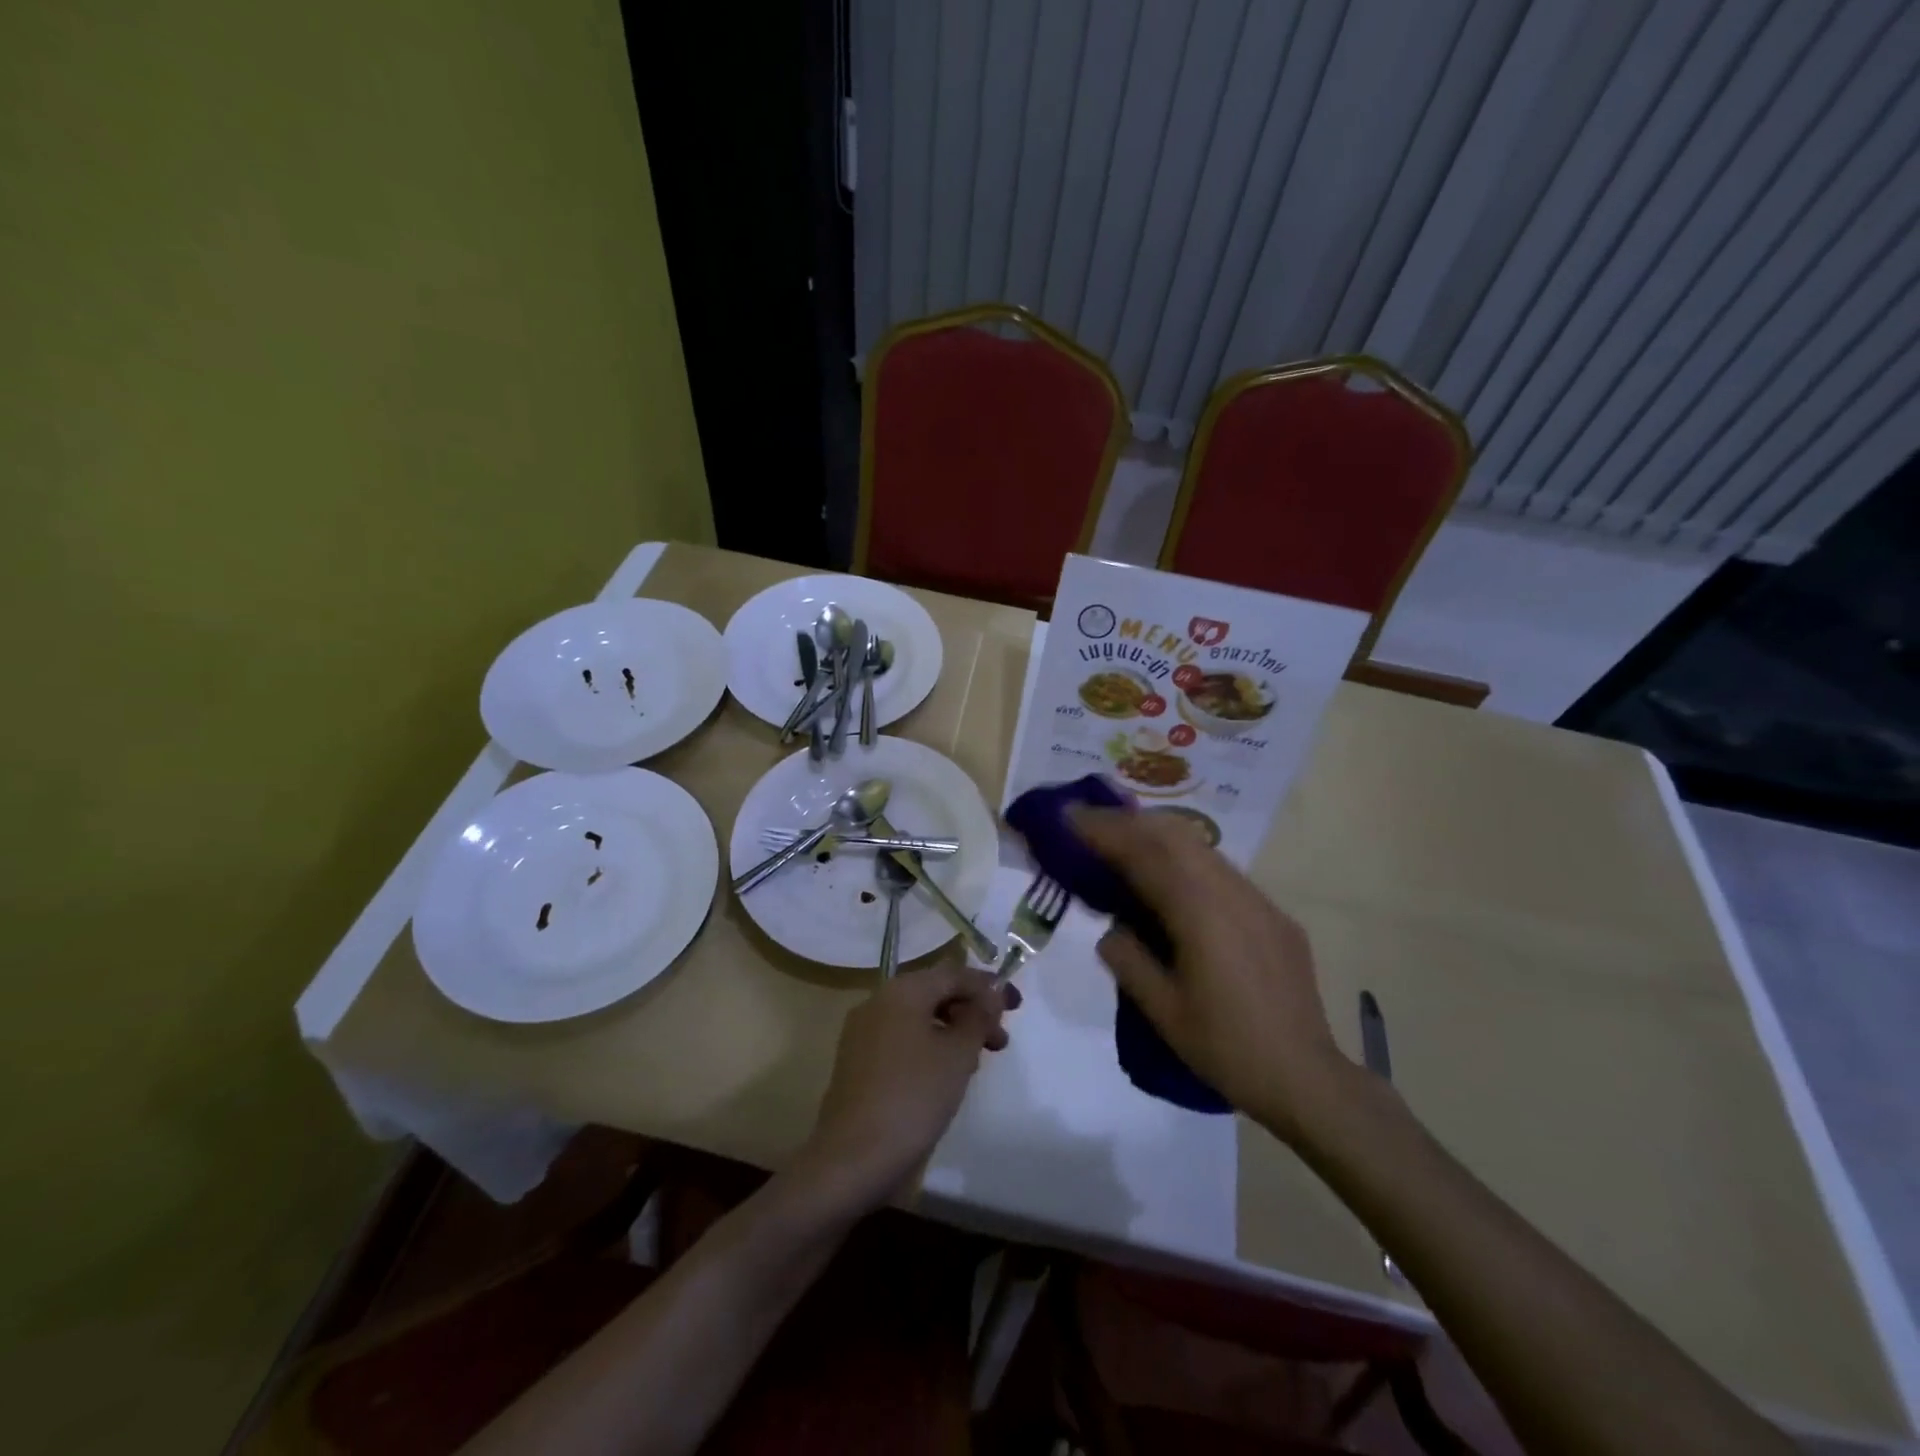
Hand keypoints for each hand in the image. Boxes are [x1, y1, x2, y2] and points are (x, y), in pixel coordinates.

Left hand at [800, 963, 1018, 1208]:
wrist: (852, 1157)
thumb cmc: (913, 1097)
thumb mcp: (958, 1054)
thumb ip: (979, 1017)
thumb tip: (991, 995)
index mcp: (902, 991)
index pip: (953, 974)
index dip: (988, 987)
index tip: (1016, 1007)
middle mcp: (878, 1001)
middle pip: (935, 993)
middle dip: (971, 1011)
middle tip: (1000, 1041)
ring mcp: (863, 1031)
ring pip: (918, 1017)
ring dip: (952, 1031)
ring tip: (975, 1062)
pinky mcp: (857, 1060)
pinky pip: (901, 1038)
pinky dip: (928, 1046)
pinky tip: (944, 1075)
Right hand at [1071, 806, 1353, 1142]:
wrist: (1306, 1078)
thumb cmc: (1226, 1048)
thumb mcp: (1162, 1011)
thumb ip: (1128, 959)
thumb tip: (1111, 928)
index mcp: (1200, 913)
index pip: (1145, 855)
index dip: (1105, 832)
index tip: (1070, 817)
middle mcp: (1232, 893)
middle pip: (1175, 836)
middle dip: (1129, 823)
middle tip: (1091, 823)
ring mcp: (1259, 901)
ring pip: (1202, 848)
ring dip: (1158, 836)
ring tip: (1124, 841)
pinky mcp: (1274, 915)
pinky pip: (1223, 871)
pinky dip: (1187, 860)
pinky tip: (1172, 878)